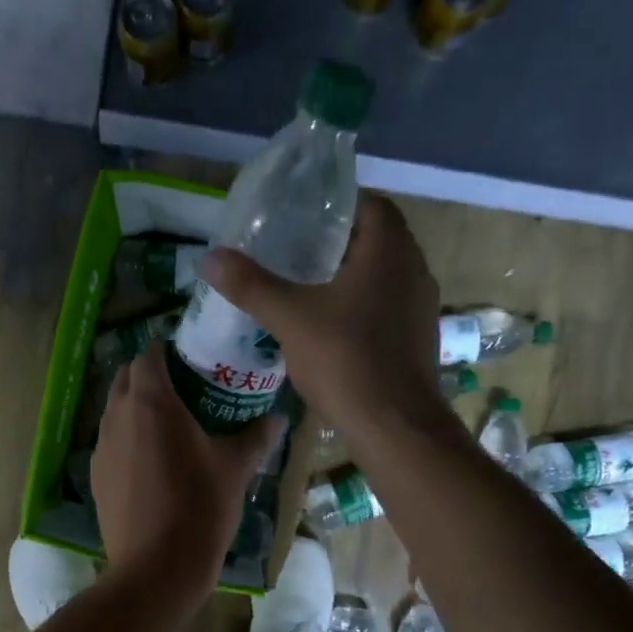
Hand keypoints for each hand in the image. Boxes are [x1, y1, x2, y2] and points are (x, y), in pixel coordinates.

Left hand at [92, 340, 280, 605]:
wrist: (156, 567)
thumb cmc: (200, 507)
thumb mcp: (236, 468)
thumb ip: (257, 436)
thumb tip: (278, 418)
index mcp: (152, 402)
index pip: (149, 355)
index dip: (167, 351)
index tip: (190, 358)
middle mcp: (118, 416)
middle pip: (125, 378)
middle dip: (148, 375)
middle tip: (183, 388)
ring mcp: (102, 447)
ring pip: (115, 410)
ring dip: (135, 406)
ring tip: (168, 424)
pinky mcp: (96, 475)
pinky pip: (111, 441)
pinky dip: (128, 437)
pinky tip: (152, 461)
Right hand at [197, 193, 451, 451]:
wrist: (396, 427)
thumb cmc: (346, 361)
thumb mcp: (290, 319)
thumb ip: (251, 285)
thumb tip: (209, 258)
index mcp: (390, 250)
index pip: (370, 204)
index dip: (336, 206)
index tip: (302, 220)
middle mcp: (415, 269)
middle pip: (377, 239)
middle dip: (338, 243)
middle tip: (296, 252)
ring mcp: (422, 306)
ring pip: (385, 275)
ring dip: (352, 276)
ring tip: (309, 287)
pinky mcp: (420, 337)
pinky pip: (390, 306)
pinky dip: (364, 305)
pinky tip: (334, 327)